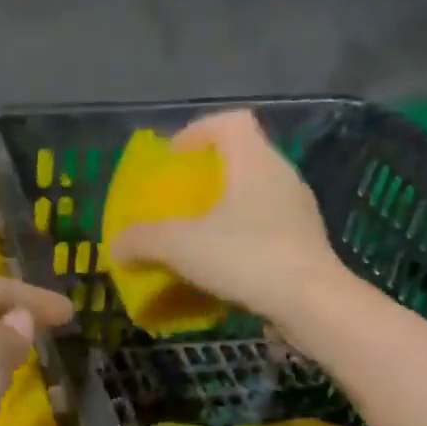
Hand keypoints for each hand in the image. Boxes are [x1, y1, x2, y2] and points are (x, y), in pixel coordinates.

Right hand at [108, 109, 352, 324]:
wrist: (310, 304)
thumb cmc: (246, 258)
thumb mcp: (180, 247)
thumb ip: (142, 241)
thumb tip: (116, 246)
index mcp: (255, 162)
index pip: (230, 122)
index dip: (197, 131)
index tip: (172, 158)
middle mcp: (282, 177)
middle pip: (241, 159)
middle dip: (206, 177)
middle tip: (177, 201)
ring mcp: (297, 212)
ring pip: (253, 196)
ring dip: (223, 210)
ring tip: (194, 238)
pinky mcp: (303, 244)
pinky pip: (264, 228)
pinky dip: (238, 238)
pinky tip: (220, 267)